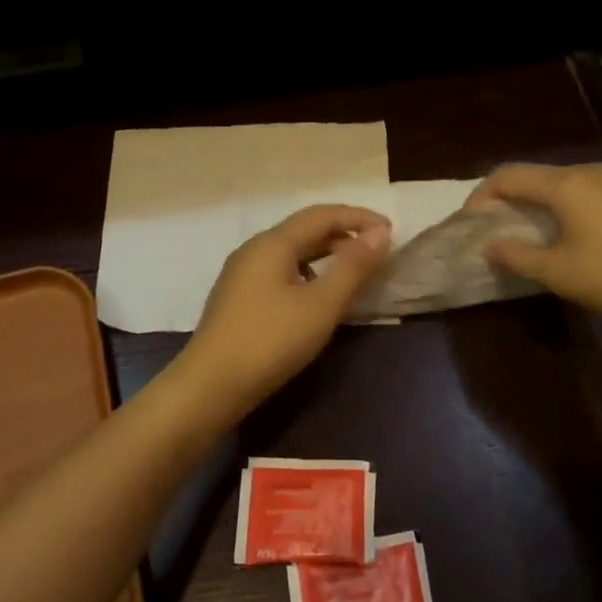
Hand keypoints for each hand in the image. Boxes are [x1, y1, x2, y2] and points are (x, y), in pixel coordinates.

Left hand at [180, 204, 390, 413]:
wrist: (210, 386)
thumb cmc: (271, 341)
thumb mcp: (321, 305)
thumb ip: (353, 267)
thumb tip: (379, 233)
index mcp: (273, 243)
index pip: (322, 215)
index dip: (358, 217)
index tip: (390, 231)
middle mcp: (254, 250)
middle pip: (305, 230)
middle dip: (343, 235)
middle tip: (377, 252)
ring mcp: (241, 274)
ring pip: (292, 252)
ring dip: (326, 255)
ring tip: (353, 272)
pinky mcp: (238, 298)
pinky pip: (280, 271)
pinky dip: (308, 273)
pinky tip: (317, 296)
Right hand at [469, 162, 601, 331]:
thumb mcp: (559, 273)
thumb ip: (518, 257)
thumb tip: (489, 247)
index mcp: (565, 184)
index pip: (508, 176)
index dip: (482, 196)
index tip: (469, 224)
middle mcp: (585, 173)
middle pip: (532, 176)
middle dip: (505, 199)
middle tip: (490, 229)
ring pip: (556, 184)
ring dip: (531, 204)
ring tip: (520, 233)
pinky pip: (577, 192)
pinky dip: (556, 207)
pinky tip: (558, 234)